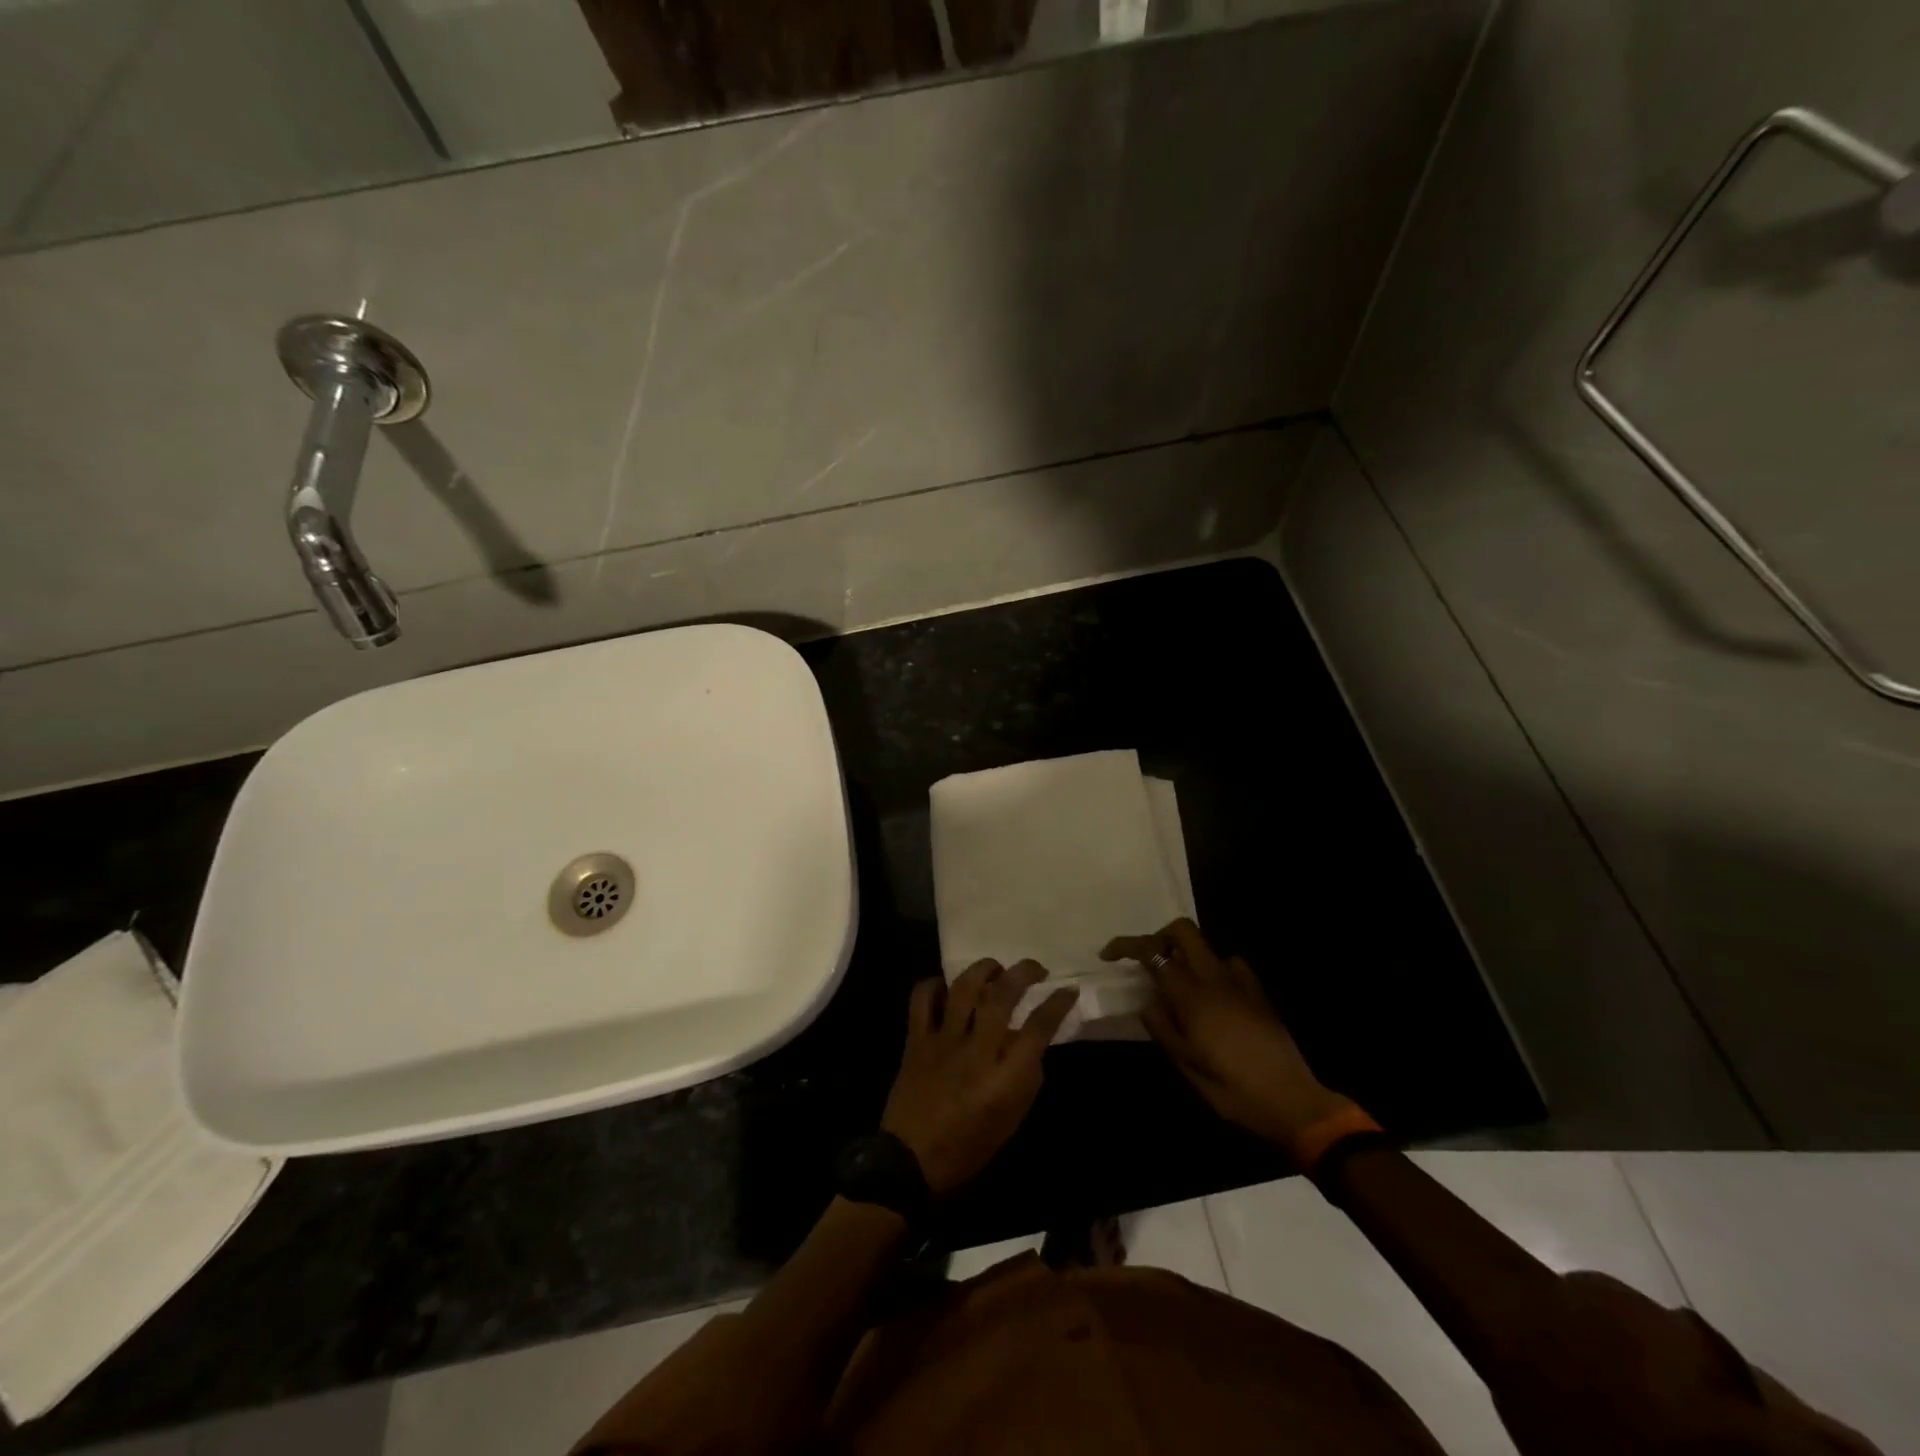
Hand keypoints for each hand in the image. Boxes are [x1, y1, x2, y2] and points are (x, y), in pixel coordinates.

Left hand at [880, 960, 1078, 1197]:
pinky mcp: (916, 1039)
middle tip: (1035, 968)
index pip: (1038, 1028)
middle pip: (1002, 996)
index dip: (1057, 1004)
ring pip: (964, 988)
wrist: (909, 1162)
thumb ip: (1026, 1078)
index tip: (1068, 989)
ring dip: (983, 969)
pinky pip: (922, 999)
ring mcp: (943, 1041)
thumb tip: (1031, 1042)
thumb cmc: (967, 1148)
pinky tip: (946, 987)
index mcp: (1004, 1078)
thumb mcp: (1010, 1121)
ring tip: (995, 968)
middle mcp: (976, 1051)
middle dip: (1023, 973)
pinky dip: (936, 985)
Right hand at [1103, 919, 1352, 1148]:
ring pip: (1206, 948)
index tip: (1109, 955)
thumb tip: (1148, 1001)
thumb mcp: (1186, 1065)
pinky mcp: (1258, 992)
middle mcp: (1215, 977)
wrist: (1292, 1101)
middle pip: (1183, 931)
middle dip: (1160, 937)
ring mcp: (1241, 981)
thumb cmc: (1232, 1088)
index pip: (1153, 953)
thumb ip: (1162, 1026)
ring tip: (1179, 987)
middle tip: (1147, 962)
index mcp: (1192, 995)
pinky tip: (1213, 998)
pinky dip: (1212, 971)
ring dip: (1187, 956)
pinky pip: (1229, 966)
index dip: (1127, 946)